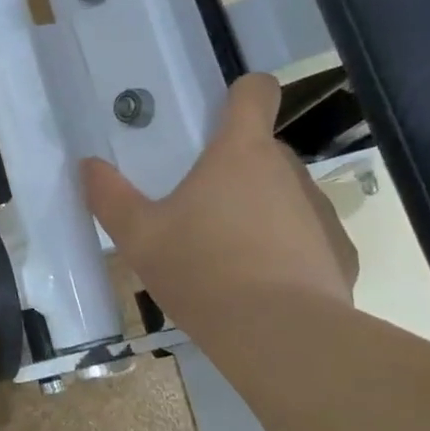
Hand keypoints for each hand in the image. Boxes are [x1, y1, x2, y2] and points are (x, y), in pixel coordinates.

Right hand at [82, 73, 357, 317]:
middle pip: (264, 149)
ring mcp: (321, 211)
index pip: (256, 91)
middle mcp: (288, 170)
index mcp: (241, 152)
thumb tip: (88, 166)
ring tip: (233, 255)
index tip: (223, 111)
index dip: (243, 92)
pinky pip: (309, 237)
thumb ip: (111, 197)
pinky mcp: (341, 253)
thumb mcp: (140, 238)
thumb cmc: (203, 272)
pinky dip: (290, 250)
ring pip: (287, 194)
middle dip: (237, 168)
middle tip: (203, 207)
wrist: (280, 338)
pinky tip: (268, 286)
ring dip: (263, 210)